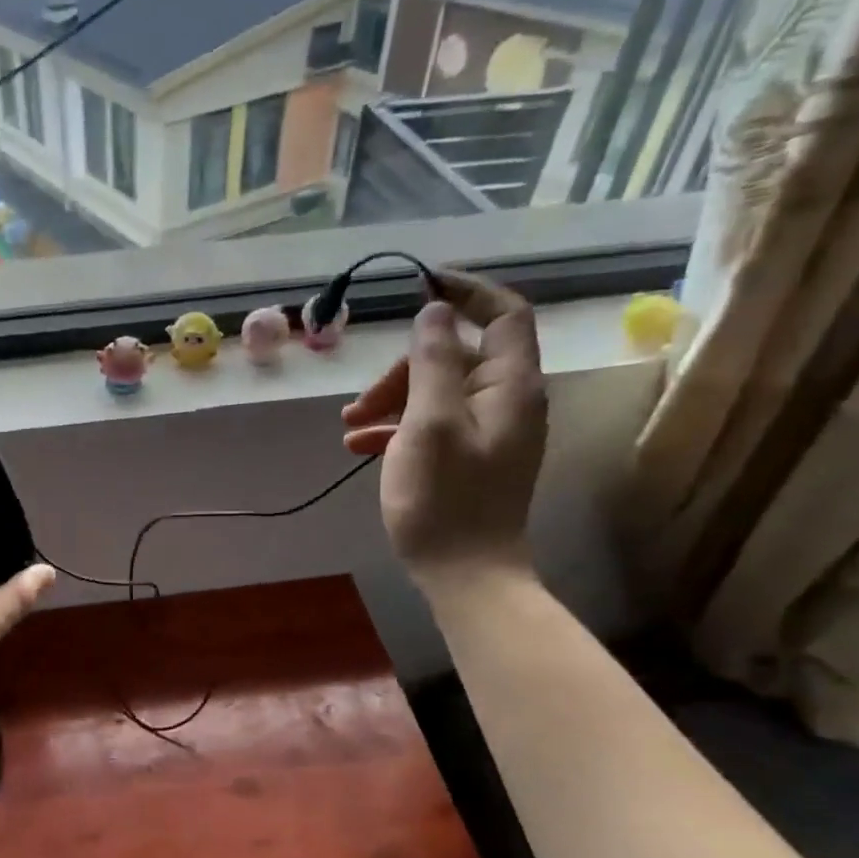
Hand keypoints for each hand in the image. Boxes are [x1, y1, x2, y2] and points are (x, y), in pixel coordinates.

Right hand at [340, 268, 546, 589]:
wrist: (464, 573)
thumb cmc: (444, 497)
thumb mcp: (430, 422)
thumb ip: (433, 362)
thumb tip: (434, 311)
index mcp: (510, 385)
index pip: (503, 314)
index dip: (465, 291)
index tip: (419, 284)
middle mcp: (507, 401)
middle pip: (456, 357)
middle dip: (402, 370)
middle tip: (359, 403)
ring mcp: (489, 432)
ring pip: (437, 392)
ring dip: (390, 401)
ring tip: (348, 428)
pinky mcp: (470, 458)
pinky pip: (433, 424)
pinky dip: (398, 427)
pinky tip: (360, 447)